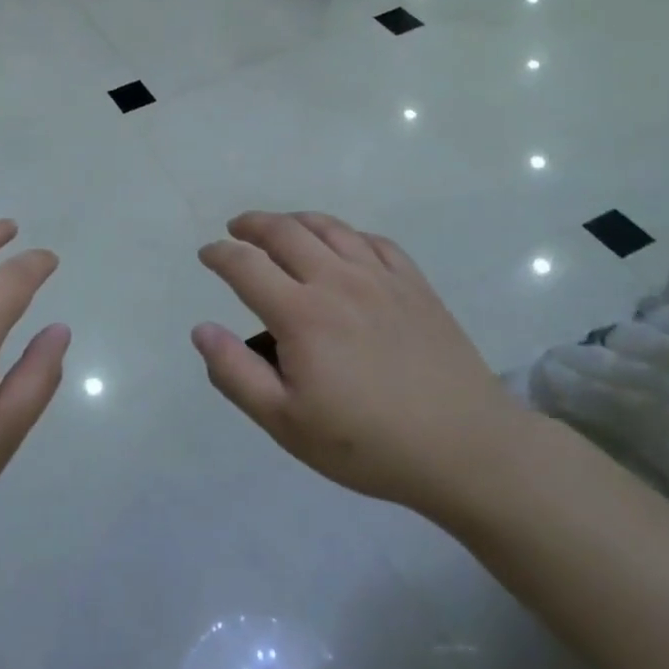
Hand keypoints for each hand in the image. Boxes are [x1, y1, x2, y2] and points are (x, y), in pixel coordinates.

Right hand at [192, 211, 533, 523]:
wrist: (466, 448)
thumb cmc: (367, 443)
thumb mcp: (286, 423)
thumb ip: (236, 373)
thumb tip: (202, 329)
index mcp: (301, 314)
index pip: (245, 266)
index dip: (219, 254)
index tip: (207, 254)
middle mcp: (337, 281)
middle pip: (285, 232)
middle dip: (252, 224)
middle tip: (236, 229)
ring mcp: (381, 278)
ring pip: (329, 228)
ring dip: (295, 220)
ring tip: (281, 227)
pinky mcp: (414, 285)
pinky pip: (373, 241)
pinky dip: (346, 234)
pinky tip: (342, 245)